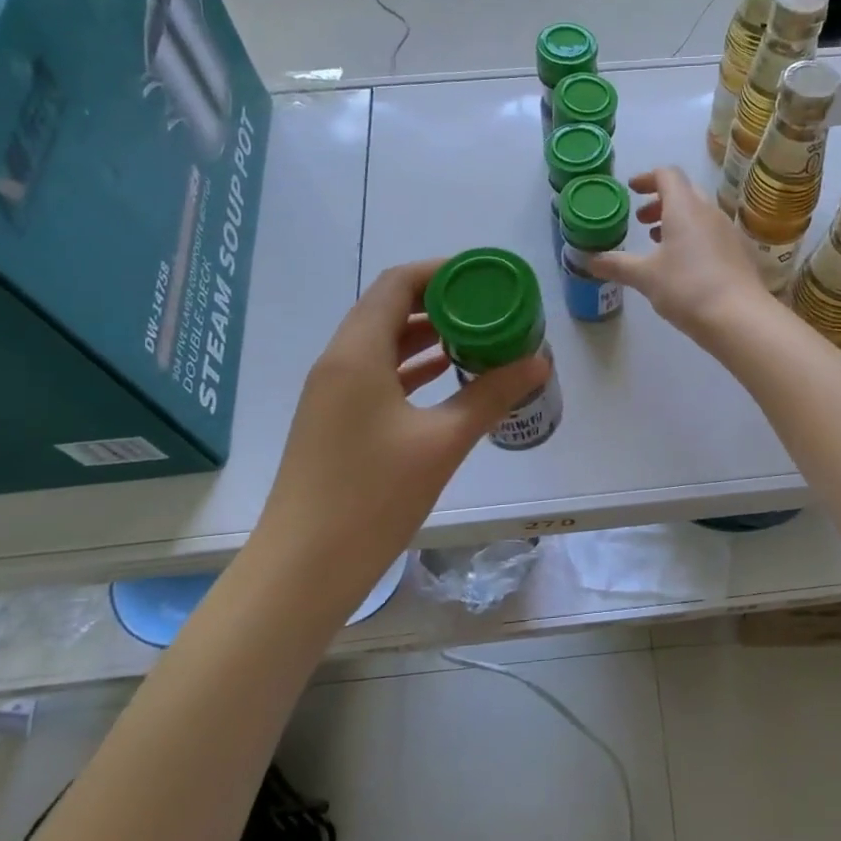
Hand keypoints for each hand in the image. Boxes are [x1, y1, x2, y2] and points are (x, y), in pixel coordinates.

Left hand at [261, 260, 549, 591]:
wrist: (303, 568)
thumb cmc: (371, 497)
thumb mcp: (442, 442)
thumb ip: (490, 396)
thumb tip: (538, 362)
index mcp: (357, 353)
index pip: (397, 284)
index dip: (442, 272)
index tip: (486, 278)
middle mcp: (338, 362)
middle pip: (389, 309)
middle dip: (441, 303)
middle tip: (491, 308)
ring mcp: (333, 393)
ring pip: (383, 343)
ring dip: (428, 335)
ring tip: (479, 336)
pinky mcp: (335, 420)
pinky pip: (378, 374)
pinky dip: (413, 367)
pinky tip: (448, 376)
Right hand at [585, 167, 773, 342]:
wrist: (740, 318)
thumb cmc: (687, 288)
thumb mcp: (645, 277)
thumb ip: (616, 265)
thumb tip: (589, 260)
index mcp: (685, 208)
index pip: (667, 175)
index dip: (647, 178)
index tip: (632, 190)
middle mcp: (709, 212)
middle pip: (685, 192)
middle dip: (660, 201)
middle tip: (641, 221)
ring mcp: (728, 232)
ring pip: (699, 214)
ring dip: (677, 221)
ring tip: (658, 243)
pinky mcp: (739, 253)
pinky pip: (712, 233)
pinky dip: (693, 237)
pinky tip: (684, 265)